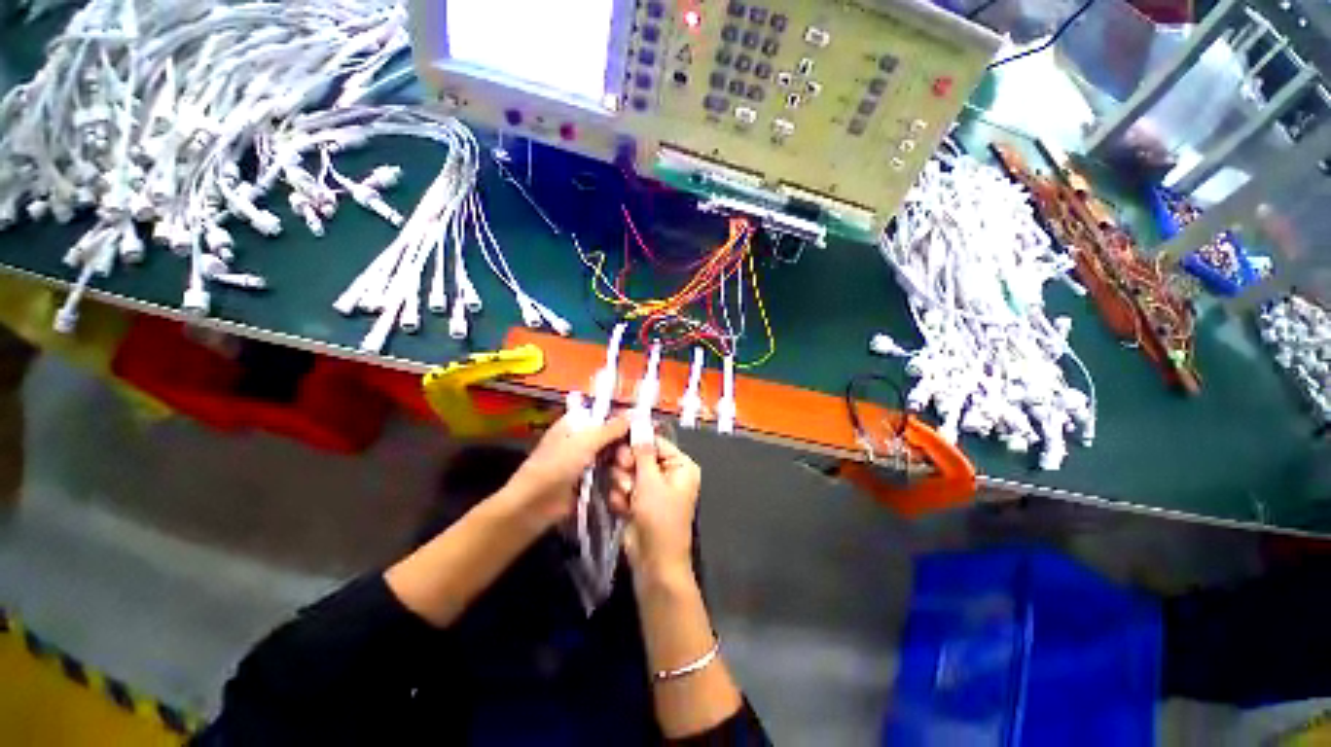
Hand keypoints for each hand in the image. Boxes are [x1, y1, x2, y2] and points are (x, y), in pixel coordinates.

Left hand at [503, 412, 630, 528]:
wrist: (535, 506)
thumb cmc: (556, 465)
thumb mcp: (585, 442)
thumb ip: (610, 428)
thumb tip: (632, 414)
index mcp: (575, 424)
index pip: (604, 416)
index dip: (622, 420)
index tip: (641, 427)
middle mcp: (581, 440)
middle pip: (611, 438)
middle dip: (623, 447)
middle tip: (631, 457)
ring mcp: (585, 462)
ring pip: (612, 457)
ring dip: (621, 465)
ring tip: (627, 474)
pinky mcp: (589, 482)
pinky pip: (608, 475)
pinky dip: (616, 478)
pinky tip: (625, 483)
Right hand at [611, 433, 701, 578]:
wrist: (654, 562)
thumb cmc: (659, 517)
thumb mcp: (651, 481)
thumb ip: (642, 453)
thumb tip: (639, 426)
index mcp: (679, 465)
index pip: (655, 442)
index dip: (637, 443)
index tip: (620, 444)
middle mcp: (667, 473)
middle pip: (638, 455)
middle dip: (628, 467)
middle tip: (626, 477)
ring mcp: (650, 488)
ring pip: (627, 472)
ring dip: (623, 485)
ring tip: (628, 497)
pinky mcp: (637, 501)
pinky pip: (622, 488)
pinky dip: (620, 498)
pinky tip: (624, 509)